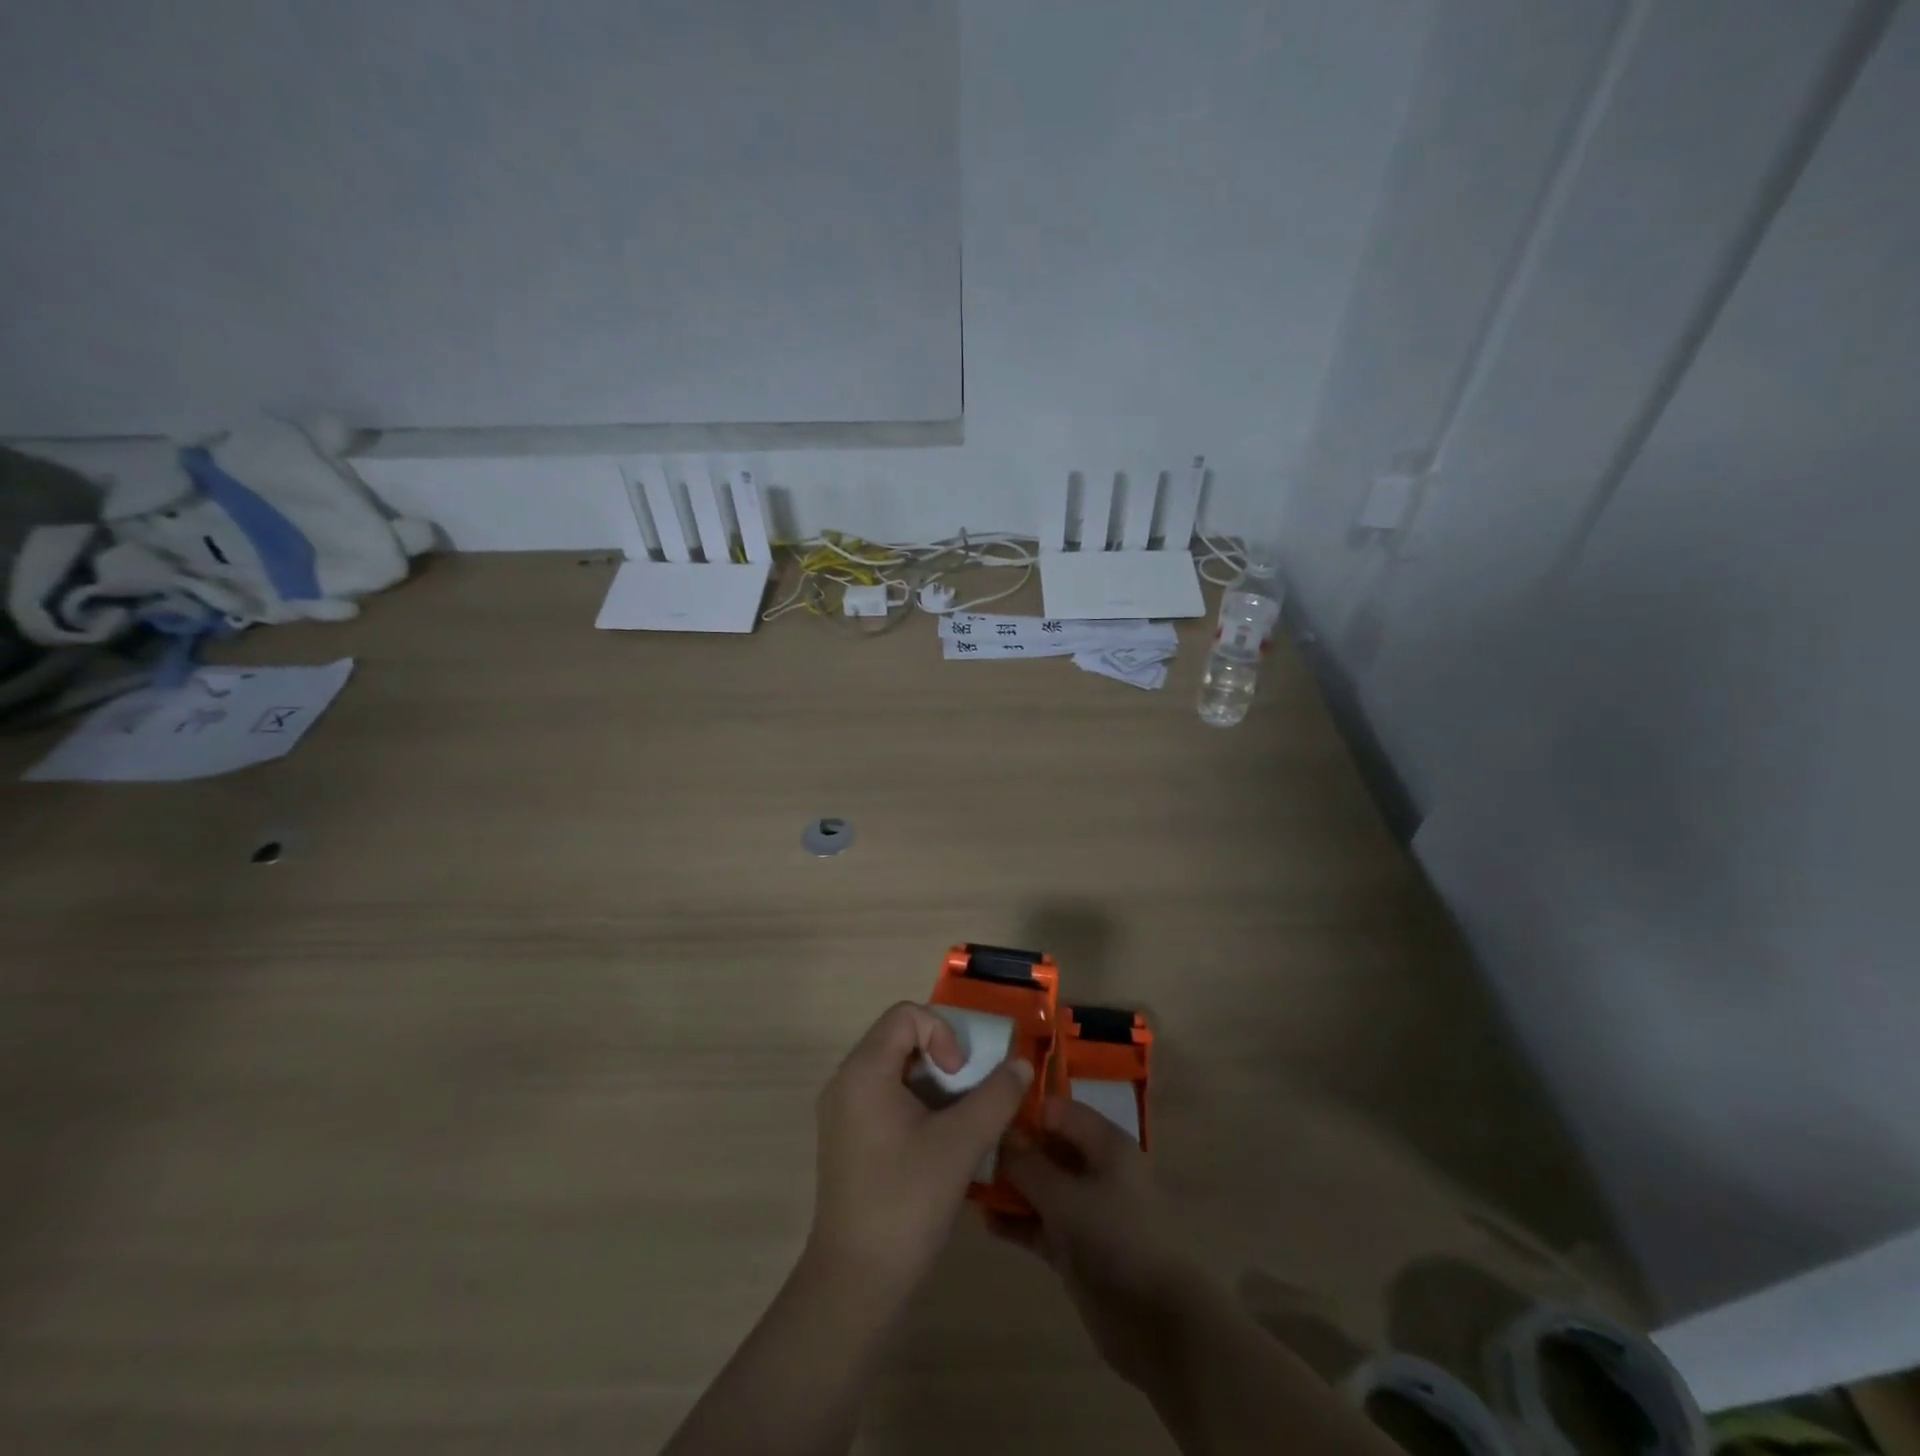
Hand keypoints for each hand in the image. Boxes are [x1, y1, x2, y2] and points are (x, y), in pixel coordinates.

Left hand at [808, 1002, 1032, 1300]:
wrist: (856, 1282)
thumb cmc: (906, 1201)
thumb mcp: (961, 1144)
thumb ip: (996, 1097)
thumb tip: (1022, 1066)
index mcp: (864, 1071)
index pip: (906, 1015)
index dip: (942, 1033)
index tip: (960, 1076)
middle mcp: (845, 1081)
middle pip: (898, 1038)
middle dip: (941, 1056)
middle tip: (966, 1094)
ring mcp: (841, 1112)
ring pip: (893, 1069)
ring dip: (931, 1082)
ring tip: (957, 1120)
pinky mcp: (845, 1139)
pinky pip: (883, 1097)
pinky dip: (914, 1103)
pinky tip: (936, 1143)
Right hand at [996, 1095, 1207, 1392]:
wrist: (1158, 1323)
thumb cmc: (1116, 1239)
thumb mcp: (1066, 1197)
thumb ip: (1028, 1164)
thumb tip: (998, 1131)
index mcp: (1105, 1144)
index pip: (1058, 1110)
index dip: (1023, 1109)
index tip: (983, 1112)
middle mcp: (1096, 1169)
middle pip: (1048, 1146)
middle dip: (1011, 1148)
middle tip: (967, 1147)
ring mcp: (1086, 1209)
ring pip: (1041, 1186)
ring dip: (1010, 1186)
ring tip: (968, 1182)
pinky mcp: (1077, 1246)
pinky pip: (1041, 1223)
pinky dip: (1017, 1221)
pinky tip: (985, 1221)